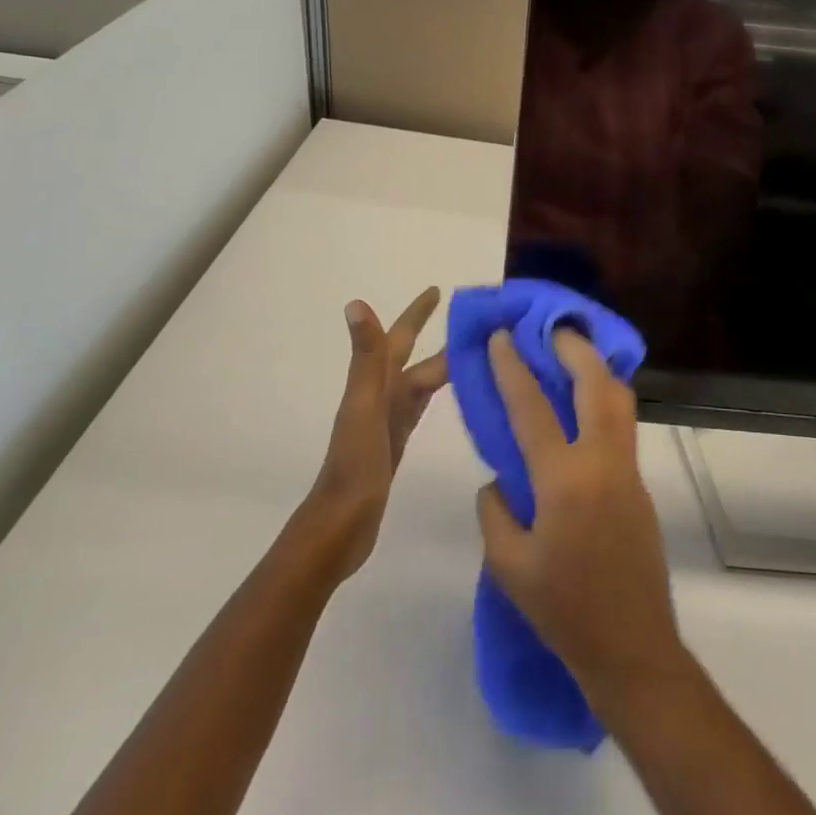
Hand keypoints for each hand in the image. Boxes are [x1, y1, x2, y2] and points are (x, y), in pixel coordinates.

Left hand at [307, 288, 446, 579]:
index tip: (438, 290)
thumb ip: (366, 356)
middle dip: (438, 336)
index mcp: (375, 382)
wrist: (341, 524)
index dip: (417, 314)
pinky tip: (452, 396)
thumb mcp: (365, 405)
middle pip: (414, 357)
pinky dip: (437, 394)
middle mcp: (381, 394)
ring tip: (474, 352)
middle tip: (473, 321)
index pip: (400, 337)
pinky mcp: (397, 442)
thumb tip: (355, 302)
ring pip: (420, 381)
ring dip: (442, 364)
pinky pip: (420, 407)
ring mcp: (388, 419)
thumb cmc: (355, 463)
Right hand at [476, 331, 684, 709]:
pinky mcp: (640, 481)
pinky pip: (622, 423)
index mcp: (564, 480)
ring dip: (596, 367)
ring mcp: (628, 468)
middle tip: (550, 328)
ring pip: (619, 397)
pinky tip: (584, 403)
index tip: (502, 336)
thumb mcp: (509, 566)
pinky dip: (605, 397)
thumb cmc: (563, 610)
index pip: (533, 407)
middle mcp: (602, 461)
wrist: (631, 646)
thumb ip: (495, 511)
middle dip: (573, 347)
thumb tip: (499, 478)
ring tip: (571, 353)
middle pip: (595, 383)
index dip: (513, 367)